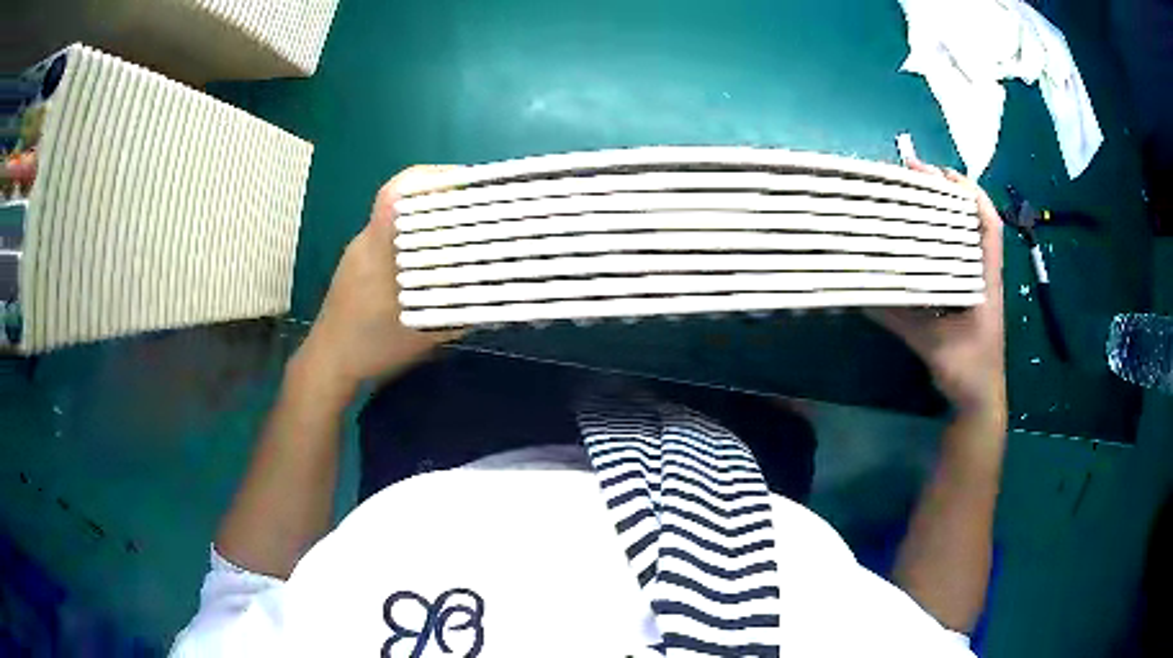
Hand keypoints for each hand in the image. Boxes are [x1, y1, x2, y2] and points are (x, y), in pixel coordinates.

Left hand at [296, 166, 462, 398]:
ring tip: (458, 233)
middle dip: (441, 196)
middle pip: (404, 199)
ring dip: (426, 217)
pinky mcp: (357, 265)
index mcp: (380, 247)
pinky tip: (429, 261)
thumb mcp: (425, 333)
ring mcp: (359, 252)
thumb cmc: (373, 345)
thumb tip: (497, 294)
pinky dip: (413, 238)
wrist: (329, 362)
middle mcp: (367, 240)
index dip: (434, 177)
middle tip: (474, 209)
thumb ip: (460, 311)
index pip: (399, 191)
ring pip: (397, 219)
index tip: (469, 183)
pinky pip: (390, 237)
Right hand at [867, 156, 1005, 419]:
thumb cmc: (968, 372)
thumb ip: (901, 319)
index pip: (988, 223)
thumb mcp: (935, 345)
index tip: (937, 172)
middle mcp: (982, 275)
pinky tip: (914, 240)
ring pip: (963, 238)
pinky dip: (937, 242)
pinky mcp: (964, 298)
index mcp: (985, 280)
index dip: (968, 191)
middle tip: (914, 176)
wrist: (979, 401)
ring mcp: (974, 286)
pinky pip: (952, 259)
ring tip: (912, 197)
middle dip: (947, 193)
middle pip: (972, 221)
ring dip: (942, 214)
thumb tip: (862, 295)